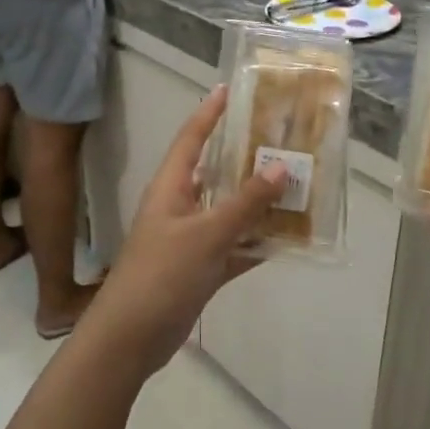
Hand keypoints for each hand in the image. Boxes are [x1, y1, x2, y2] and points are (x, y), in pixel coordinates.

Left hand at [81, 85, 285, 375]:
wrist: (131, 338)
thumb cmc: (162, 274)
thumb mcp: (206, 234)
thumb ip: (244, 203)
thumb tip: (281, 167)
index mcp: (171, 188)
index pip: (191, 139)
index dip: (208, 114)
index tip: (229, 90)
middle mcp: (181, 207)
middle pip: (216, 174)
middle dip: (246, 159)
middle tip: (283, 141)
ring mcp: (191, 240)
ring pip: (231, 212)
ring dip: (259, 203)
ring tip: (298, 185)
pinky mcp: (201, 270)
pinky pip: (236, 248)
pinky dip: (258, 243)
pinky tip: (289, 238)